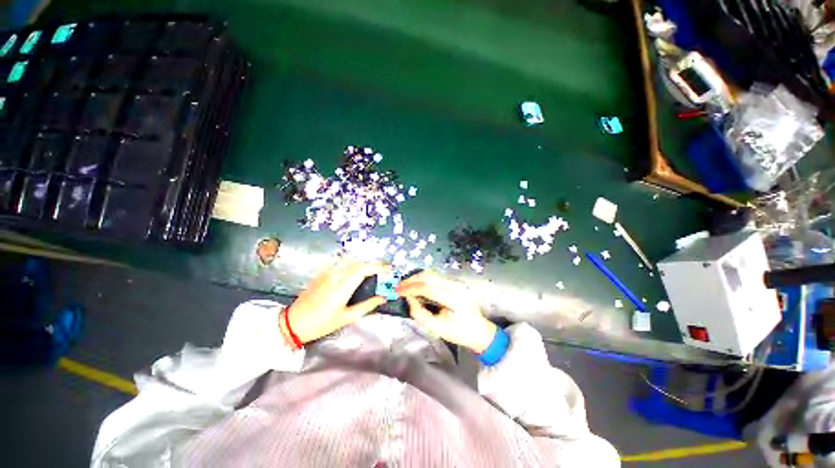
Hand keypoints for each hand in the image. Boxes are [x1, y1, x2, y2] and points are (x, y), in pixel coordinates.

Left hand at [284, 258, 388, 343]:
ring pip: (350, 260)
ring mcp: (327, 273)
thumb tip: (382, 298)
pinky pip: (341, 262)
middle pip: (358, 263)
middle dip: (373, 264)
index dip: (378, 267)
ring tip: (372, 270)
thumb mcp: (346, 317)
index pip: (364, 270)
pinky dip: (352, 262)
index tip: (389, 269)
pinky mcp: (322, 273)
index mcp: (343, 287)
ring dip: (363, 262)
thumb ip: (366, 306)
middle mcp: (336, 276)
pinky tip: (355, 268)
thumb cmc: (321, 323)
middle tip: (383, 271)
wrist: (293, 322)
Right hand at [397, 270, 496, 352]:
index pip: (427, 287)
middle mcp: (455, 286)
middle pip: (429, 276)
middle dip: (411, 280)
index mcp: (453, 298)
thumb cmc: (460, 333)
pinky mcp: (454, 283)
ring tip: (405, 285)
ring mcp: (456, 282)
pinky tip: (416, 285)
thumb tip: (409, 300)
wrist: (480, 331)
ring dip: (416, 278)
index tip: (398, 292)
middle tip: (399, 287)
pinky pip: (435, 276)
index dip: (411, 288)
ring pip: (432, 273)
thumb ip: (421, 314)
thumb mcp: (438, 329)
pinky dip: (423, 279)